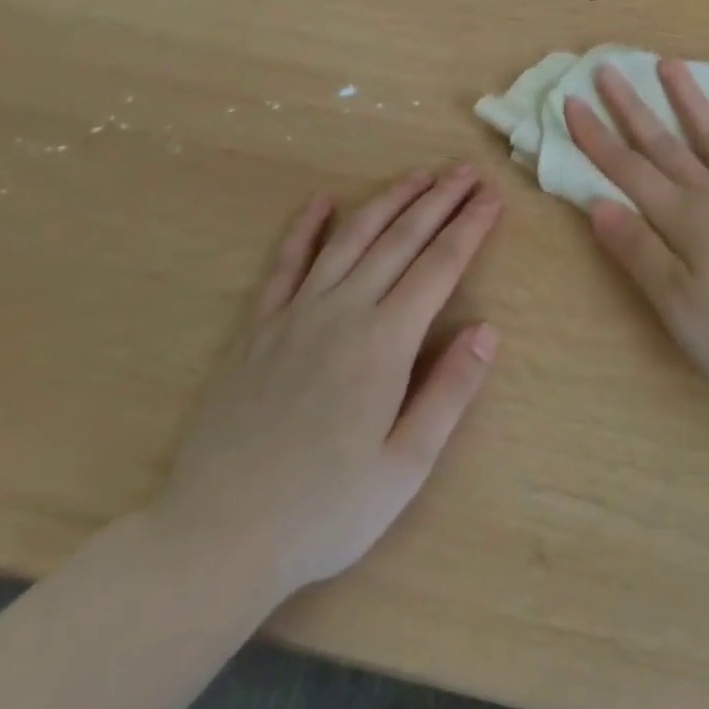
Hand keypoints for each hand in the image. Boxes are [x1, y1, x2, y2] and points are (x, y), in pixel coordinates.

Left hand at [151, 165, 502, 602]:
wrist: (214, 538)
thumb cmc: (323, 511)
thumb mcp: (405, 467)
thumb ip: (450, 392)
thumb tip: (488, 330)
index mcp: (385, 342)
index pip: (440, 265)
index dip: (470, 227)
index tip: (493, 197)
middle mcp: (343, 310)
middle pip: (401, 238)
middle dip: (439, 200)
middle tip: (466, 170)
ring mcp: (295, 313)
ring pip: (351, 237)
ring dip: (388, 200)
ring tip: (418, 174)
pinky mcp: (258, 326)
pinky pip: (285, 263)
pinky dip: (305, 226)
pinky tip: (321, 200)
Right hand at [565, 61, 708, 409]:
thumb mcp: (680, 310)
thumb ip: (640, 252)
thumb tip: (598, 203)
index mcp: (685, 221)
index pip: (629, 170)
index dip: (597, 137)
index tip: (572, 100)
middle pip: (666, 144)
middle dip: (632, 107)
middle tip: (608, 68)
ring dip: (689, 101)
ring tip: (669, 65)